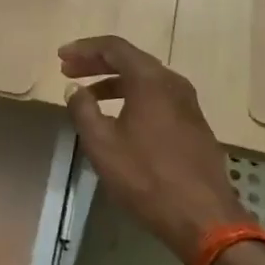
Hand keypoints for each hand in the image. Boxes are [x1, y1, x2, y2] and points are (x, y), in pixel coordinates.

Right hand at [60, 35, 249, 262]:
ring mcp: (188, 103)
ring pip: (145, 80)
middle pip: (130, 59)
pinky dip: (133, 97)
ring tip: (89, 97)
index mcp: (151, 80)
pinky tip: (119, 118)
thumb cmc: (147, 177)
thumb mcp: (103, 145)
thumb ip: (83, 110)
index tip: (60, 58)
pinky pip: (157, 97)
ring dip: (114, 82)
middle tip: (68, 71)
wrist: (204, 217)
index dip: (84, 49)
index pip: (113, 47)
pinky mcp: (194, 124)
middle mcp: (172, 82)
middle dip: (96, 63)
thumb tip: (74, 88)